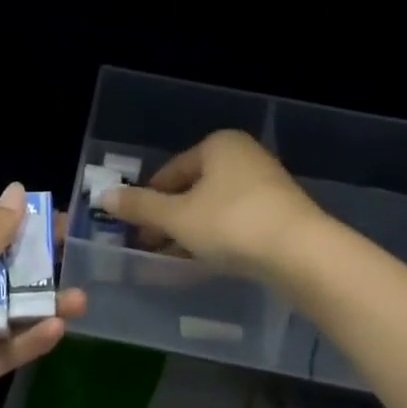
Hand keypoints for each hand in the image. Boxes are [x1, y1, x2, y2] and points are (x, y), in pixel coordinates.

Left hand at [0, 183, 85, 407]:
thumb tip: (17, 190)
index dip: (17, 226)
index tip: (56, 222)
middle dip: (36, 268)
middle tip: (78, 260)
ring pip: (5, 314)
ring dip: (40, 306)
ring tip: (81, 301)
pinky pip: (1, 351)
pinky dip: (26, 341)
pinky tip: (57, 330)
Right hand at [101, 130, 323, 281]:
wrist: (303, 255)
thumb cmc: (232, 224)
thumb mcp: (178, 218)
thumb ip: (141, 207)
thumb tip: (103, 196)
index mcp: (218, 145)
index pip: (172, 171)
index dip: (149, 201)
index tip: (134, 231)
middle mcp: (243, 156)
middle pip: (194, 189)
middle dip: (170, 219)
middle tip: (150, 248)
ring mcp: (266, 184)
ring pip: (215, 208)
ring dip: (192, 232)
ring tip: (173, 261)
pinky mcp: (282, 213)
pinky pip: (238, 222)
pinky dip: (218, 239)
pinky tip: (206, 263)